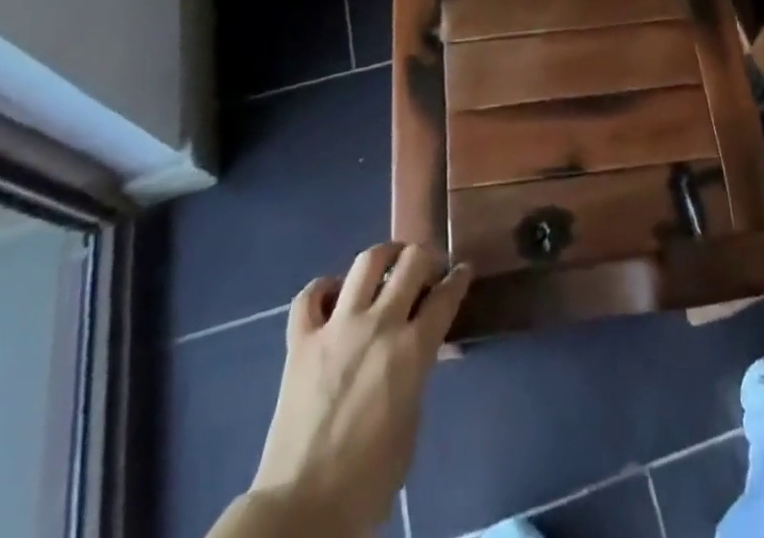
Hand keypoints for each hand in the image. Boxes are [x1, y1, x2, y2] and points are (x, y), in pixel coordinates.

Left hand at [250, 243, 470, 534]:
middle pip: (411, 262)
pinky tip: (331, 295)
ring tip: (387, 261)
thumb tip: (416, 353)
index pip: (445, 296)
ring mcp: (337, 327)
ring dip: (383, 255)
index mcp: (412, 350)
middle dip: (425, 256)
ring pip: (366, 262)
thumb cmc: (368, 481)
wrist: (303, 509)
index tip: (463, 269)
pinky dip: (323, 288)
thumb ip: (416, 376)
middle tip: (426, 265)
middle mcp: (379, 325)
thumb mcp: (410, 425)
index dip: (459, 278)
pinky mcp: (300, 340)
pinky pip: (309, 295)